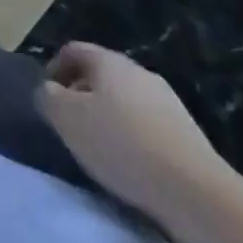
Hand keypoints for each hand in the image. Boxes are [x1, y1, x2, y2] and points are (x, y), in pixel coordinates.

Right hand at [37, 43, 232, 216]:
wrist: (196, 191)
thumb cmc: (122, 146)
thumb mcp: (68, 119)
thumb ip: (48, 97)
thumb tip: (47, 89)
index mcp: (108, 60)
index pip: (73, 51)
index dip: (54, 69)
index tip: (47, 97)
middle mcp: (138, 70)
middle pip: (101, 74)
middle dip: (82, 94)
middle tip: (70, 124)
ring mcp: (167, 100)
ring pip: (125, 99)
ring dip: (109, 116)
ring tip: (100, 148)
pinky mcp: (187, 132)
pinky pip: (148, 124)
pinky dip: (133, 136)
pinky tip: (132, 164)